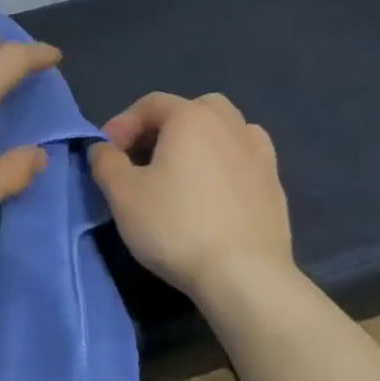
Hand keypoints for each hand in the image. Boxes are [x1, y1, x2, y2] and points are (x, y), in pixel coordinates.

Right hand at [87, 92, 294, 298]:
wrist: (245, 276)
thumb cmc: (175, 226)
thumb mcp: (122, 194)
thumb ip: (106, 162)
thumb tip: (103, 148)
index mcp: (193, 118)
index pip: (151, 104)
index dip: (122, 124)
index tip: (106, 154)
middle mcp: (231, 126)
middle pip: (194, 109)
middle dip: (165, 127)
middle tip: (144, 158)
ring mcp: (260, 155)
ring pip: (226, 131)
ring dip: (200, 143)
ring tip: (181, 174)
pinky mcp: (275, 187)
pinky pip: (244, 160)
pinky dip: (224, 166)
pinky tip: (211, 196)